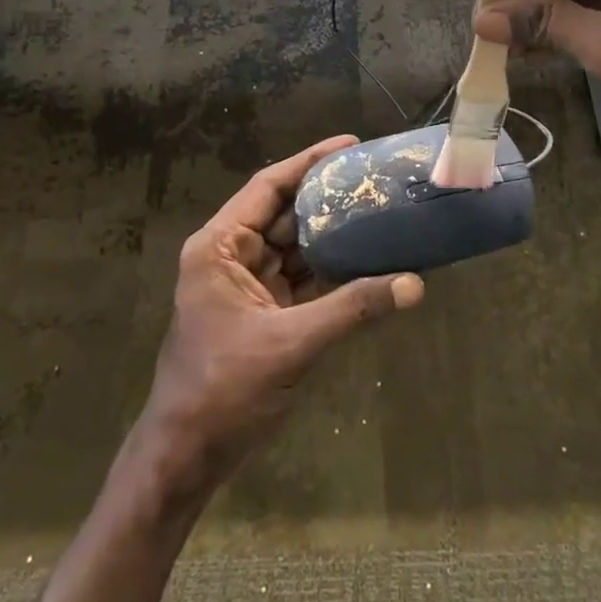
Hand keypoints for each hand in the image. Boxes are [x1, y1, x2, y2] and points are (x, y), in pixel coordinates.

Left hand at [138, 137, 424, 489]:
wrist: (186, 457)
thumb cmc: (223, 390)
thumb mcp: (290, 344)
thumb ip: (351, 309)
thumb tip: (414, 284)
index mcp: (219, 247)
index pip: (268, 188)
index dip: (308, 163)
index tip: (350, 144)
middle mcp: (230, 256)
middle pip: (283, 213)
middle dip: (326, 198)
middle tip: (374, 179)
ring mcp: (246, 286)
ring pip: (294, 247)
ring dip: (331, 235)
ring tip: (377, 211)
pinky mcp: (261, 314)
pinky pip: (299, 279)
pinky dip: (329, 271)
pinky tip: (365, 260)